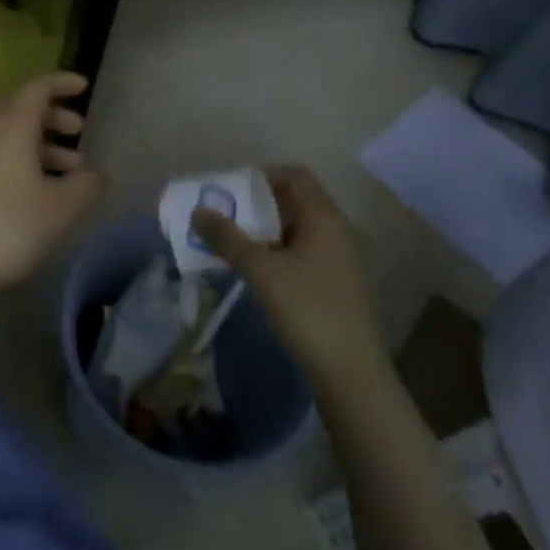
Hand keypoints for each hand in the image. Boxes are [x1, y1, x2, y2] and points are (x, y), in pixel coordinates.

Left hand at [0, 72, 106, 296]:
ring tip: (72, 171)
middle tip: (80, 132)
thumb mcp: (60, 207)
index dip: (61, 83)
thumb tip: (100, 174)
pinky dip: (24, 163)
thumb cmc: (10, 225)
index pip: (37, 88)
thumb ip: (86, 186)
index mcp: (11, 125)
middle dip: (53, 118)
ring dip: (42, 146)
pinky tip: (42, 192)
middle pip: (22, 111)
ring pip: (10, 137)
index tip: (84, 85)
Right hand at [194, 165, 387, 383]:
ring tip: (227, 242)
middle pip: (293, 202)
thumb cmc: (308, 310)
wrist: (351, 374)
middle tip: (221, 214)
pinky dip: (273, 252)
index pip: (294, 176)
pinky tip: (250, 270)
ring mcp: (337, 259)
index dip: (261, 175)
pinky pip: (298, 253)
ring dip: (261, 231)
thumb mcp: (261, 270)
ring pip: (294, 230)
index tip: (230, 189)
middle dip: (254, 205)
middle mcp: (335, 231)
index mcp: (324, 218)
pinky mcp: (333, 284)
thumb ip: (228, 238)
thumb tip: (198, 212)